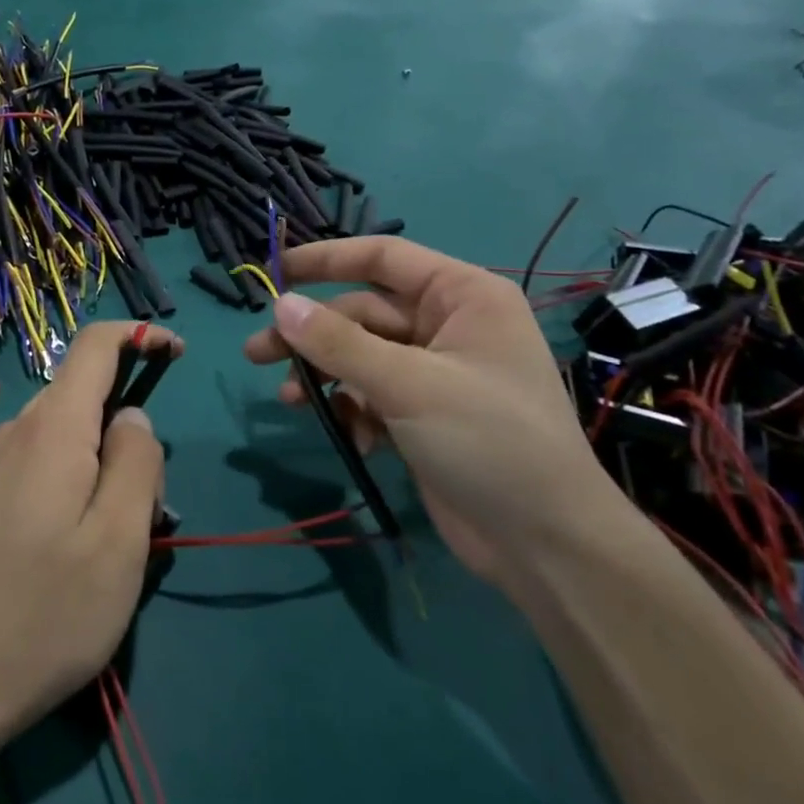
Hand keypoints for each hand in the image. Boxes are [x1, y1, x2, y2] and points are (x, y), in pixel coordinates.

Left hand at [0, 322, 181, 737]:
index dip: (139, 336)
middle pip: (85, 395)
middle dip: (130, 428)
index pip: (94, 346)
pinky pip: (43, 461)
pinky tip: (77, 546)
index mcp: (51, 429)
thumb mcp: (120, 540)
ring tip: (116, 539)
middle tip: (150, 506)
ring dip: (104, 462)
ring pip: (67, 433)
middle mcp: (16, 432)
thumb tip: (134, 416)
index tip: (178, 355)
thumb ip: (136, 461)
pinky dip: (76, 479)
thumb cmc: (50, 612)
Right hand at [242, 237, 626, 593]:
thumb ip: (339, 343)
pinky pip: (370, 394)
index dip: (327, 259)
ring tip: (287, 399)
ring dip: (324, 376)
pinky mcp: (422, 414)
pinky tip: (348, 438)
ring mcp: (434, 372)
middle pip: (361, 313)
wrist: (546, 545)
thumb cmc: (489, 441)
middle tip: (258, 353)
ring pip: (359, 356)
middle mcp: (448, 325)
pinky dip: (351, 411)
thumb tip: (280, 305)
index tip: (276, 272)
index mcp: (462, 296)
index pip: (383, 258)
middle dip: (312, 335)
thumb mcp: (408, 385)